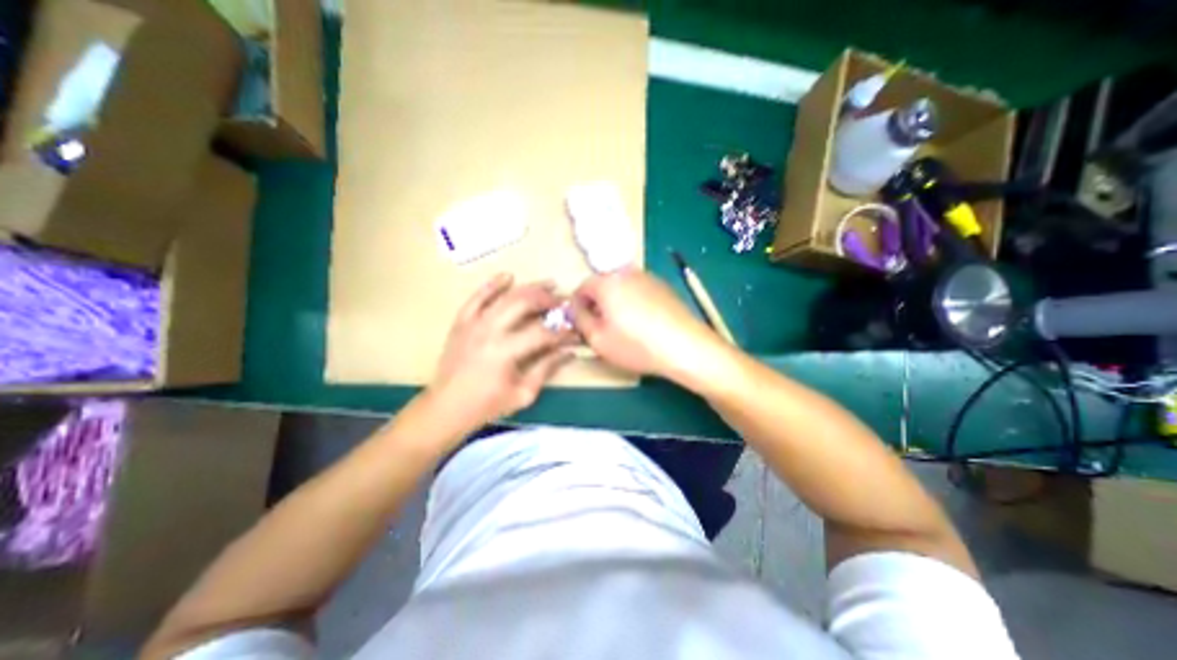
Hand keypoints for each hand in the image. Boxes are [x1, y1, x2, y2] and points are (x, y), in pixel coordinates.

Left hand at [429, 270, 575, 429]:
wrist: (446, 407)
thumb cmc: (486, 405)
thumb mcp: (523, 394)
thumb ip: (546, 369)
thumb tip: (568, 352)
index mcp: (505, 352)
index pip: (542, 333)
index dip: (563, 332)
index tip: (575, 331)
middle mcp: (489, 331)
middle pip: (524, 304)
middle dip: (548, 300)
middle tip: (563, 302)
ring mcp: (473, 323)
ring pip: (505, 296)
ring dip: (529, 288)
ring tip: (548, 284)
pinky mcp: (462, 322)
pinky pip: (477, 297)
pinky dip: (492, 285)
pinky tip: (508, 276)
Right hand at [567, 268, 722, 381]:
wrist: (686, 347)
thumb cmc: (635, 345)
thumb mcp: (597, 339)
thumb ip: (579, 320)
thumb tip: (574, 309)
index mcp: (607, 282)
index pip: (581, 288)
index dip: (578, 308)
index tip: (583, 326)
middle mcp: (627, 272)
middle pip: (603, 286)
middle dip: (598, 305)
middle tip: (603, 329)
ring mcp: (648, 278)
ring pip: (622, 288)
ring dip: (616, 304)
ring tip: (625, 329)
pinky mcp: (664, 287)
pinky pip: (640, 292)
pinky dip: (635, 304)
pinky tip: (645, 325)